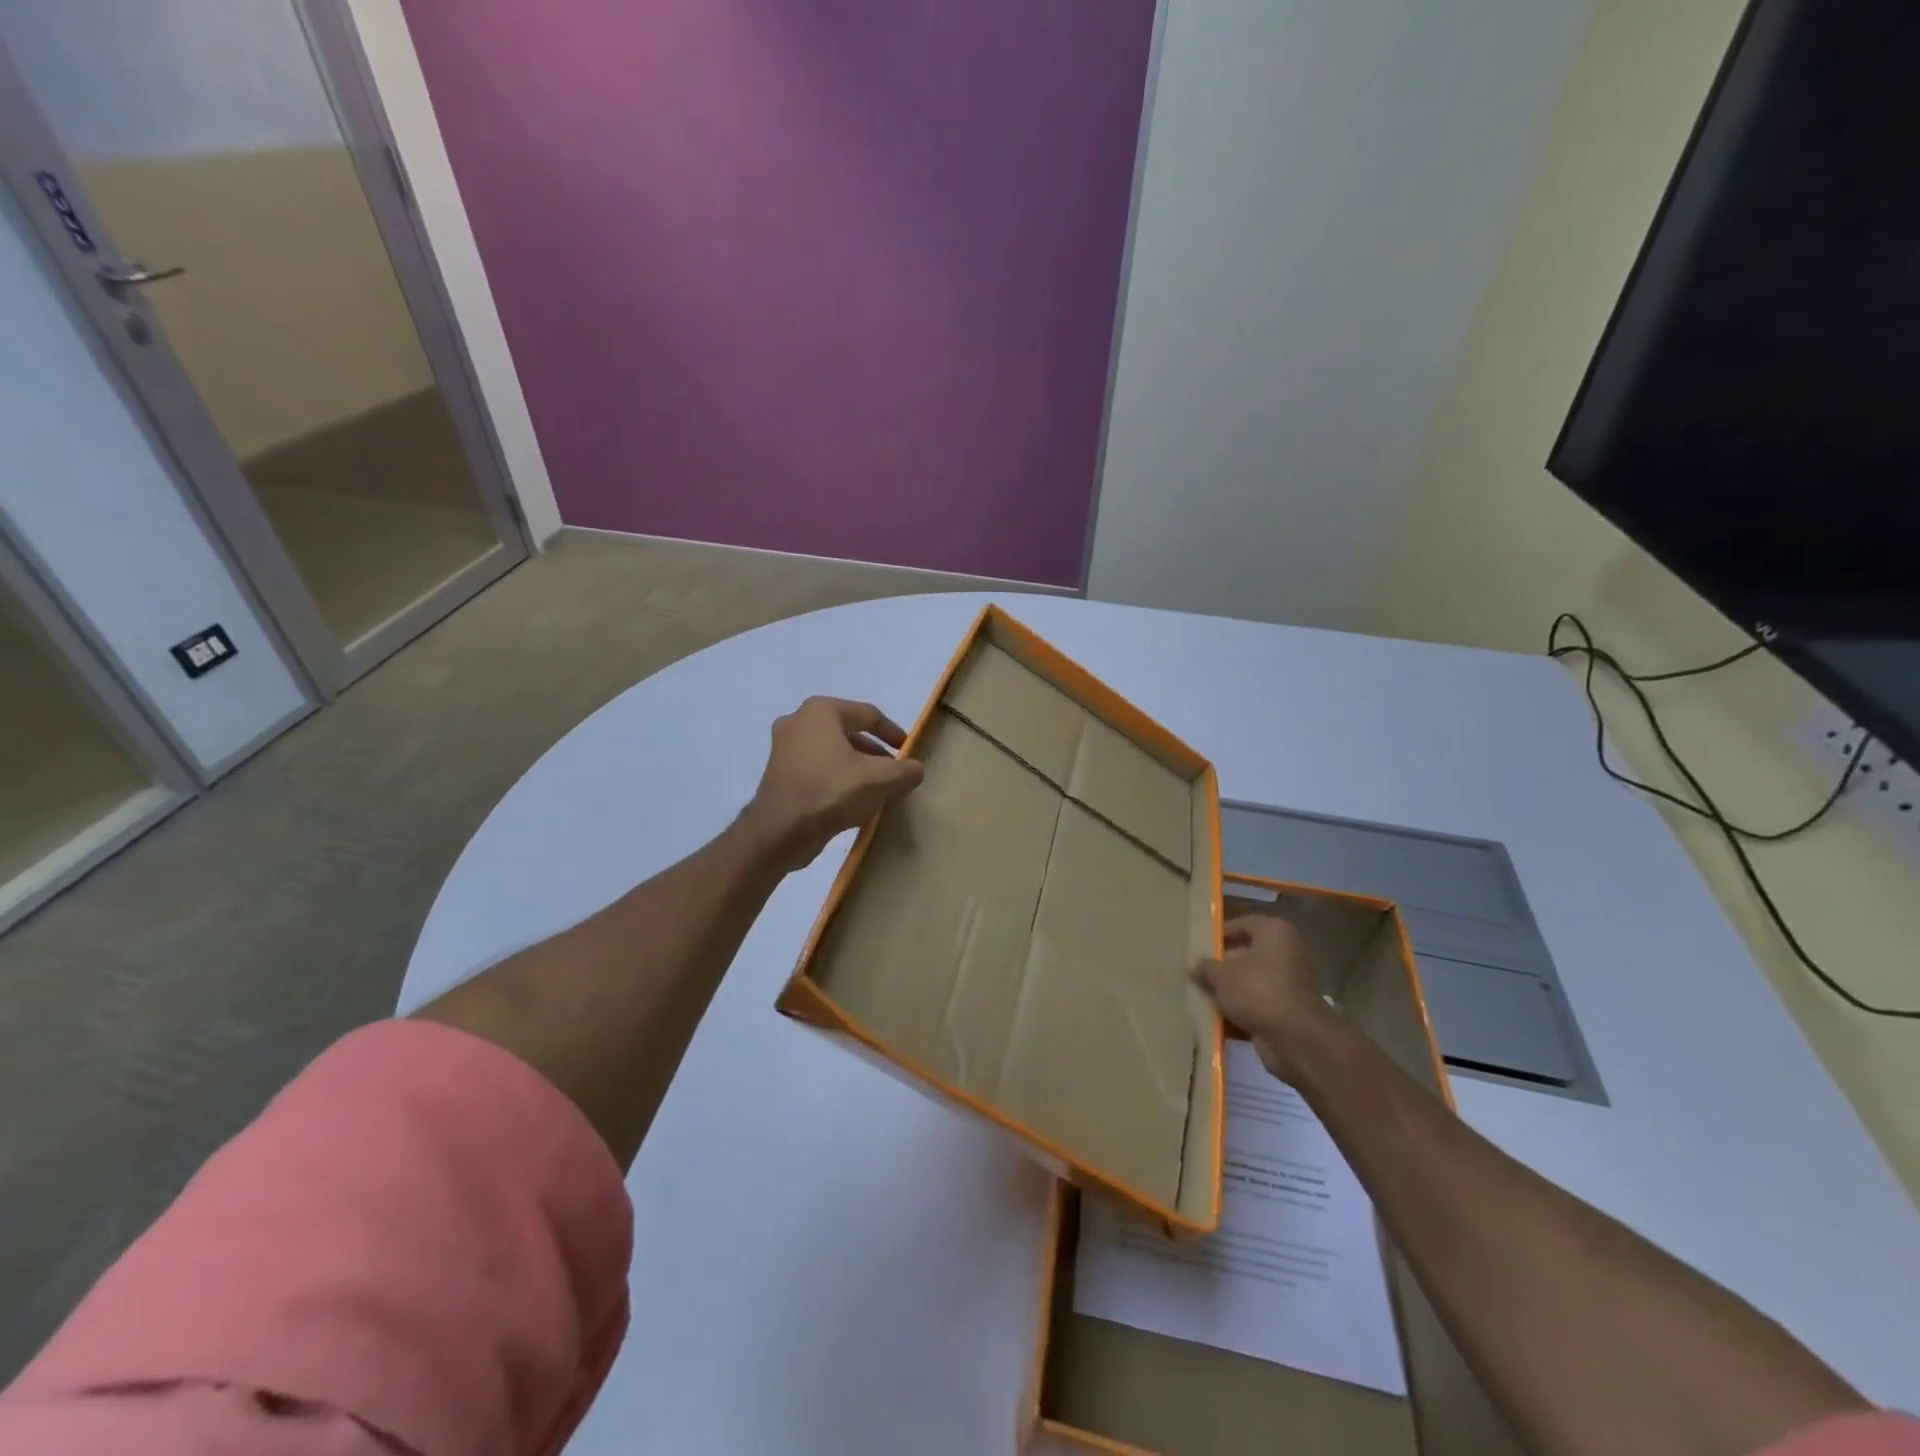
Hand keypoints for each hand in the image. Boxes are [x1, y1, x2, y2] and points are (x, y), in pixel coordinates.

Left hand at [743, 697, 925, 869]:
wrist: (780, 831)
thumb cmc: (831, 792)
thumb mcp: (881, 780)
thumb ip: (906, 770)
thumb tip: (915, 769)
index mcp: (821, 710)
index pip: (869, 715)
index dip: (893, 733)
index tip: (909, 751)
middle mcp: (798, 721)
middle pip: (849, 732)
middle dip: (875, 753)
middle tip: (894, 772)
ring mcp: (784, 747)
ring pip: (833, 752)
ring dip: (857, 768)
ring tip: (877, 789)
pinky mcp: (779, 773)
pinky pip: (818, 768)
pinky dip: (837, 778)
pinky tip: (852, 801)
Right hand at [1191, 913, 1330, 1082]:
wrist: (1295, 1037)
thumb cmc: (1257, 990)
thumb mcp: (1221, 975)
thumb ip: (1206, 968)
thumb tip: (1196, 966)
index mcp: (1275, 932)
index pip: (1244, 923)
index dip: (1221, 933)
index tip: (1202, 945)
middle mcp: (1288, 953)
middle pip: (1248, 954)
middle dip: (1224, 966)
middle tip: (1199, 973)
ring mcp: (1292, 983)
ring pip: (1253, 982)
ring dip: (1232, 991)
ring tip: (1203, 996)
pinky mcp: (1291, 1010)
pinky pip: (1260, 1004)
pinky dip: (1243, 1011)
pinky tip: (1219, 1019)